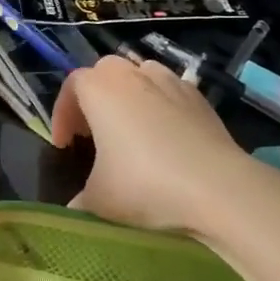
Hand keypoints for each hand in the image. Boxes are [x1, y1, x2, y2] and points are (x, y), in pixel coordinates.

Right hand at [54, 56, 279, 237]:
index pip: (71, 86)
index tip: (64, 145)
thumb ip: (79, 201)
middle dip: (95, 97)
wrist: (217, 187)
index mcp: (100, 90)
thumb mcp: (99, 201)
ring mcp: (170, 81)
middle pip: (105, 72)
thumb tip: (75, 209)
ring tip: (130, 129)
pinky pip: (170, 90)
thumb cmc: (146, 185)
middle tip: (93, 132)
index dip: (62, 114)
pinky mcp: (199, 96)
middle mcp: (132, 75)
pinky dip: (160, 104)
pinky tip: (166, 136)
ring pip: (140, 75)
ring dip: (129, 95)